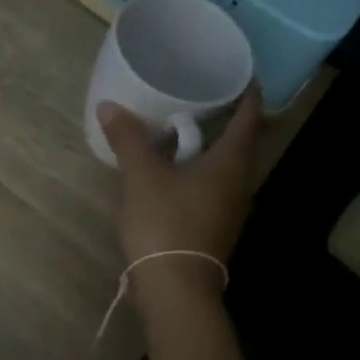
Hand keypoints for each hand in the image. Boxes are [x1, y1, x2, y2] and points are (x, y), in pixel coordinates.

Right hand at [96, 85, 263, 310]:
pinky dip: (203, 169)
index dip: (248, 92)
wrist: (176, 288)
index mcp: (231, 162)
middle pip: (243, 141)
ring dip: (214, 145)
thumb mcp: (142, 176)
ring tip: (189, 127)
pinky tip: (178, 169)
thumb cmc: (166, 223)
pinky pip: (216, 186)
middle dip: (229, 116)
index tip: (239, 72)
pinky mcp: (217, 226)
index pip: (250, 116)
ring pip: (229, 166)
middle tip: (207, 93)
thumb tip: (109, 105)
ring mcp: (231, 208)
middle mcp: (240, 182)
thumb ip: (128, 139)